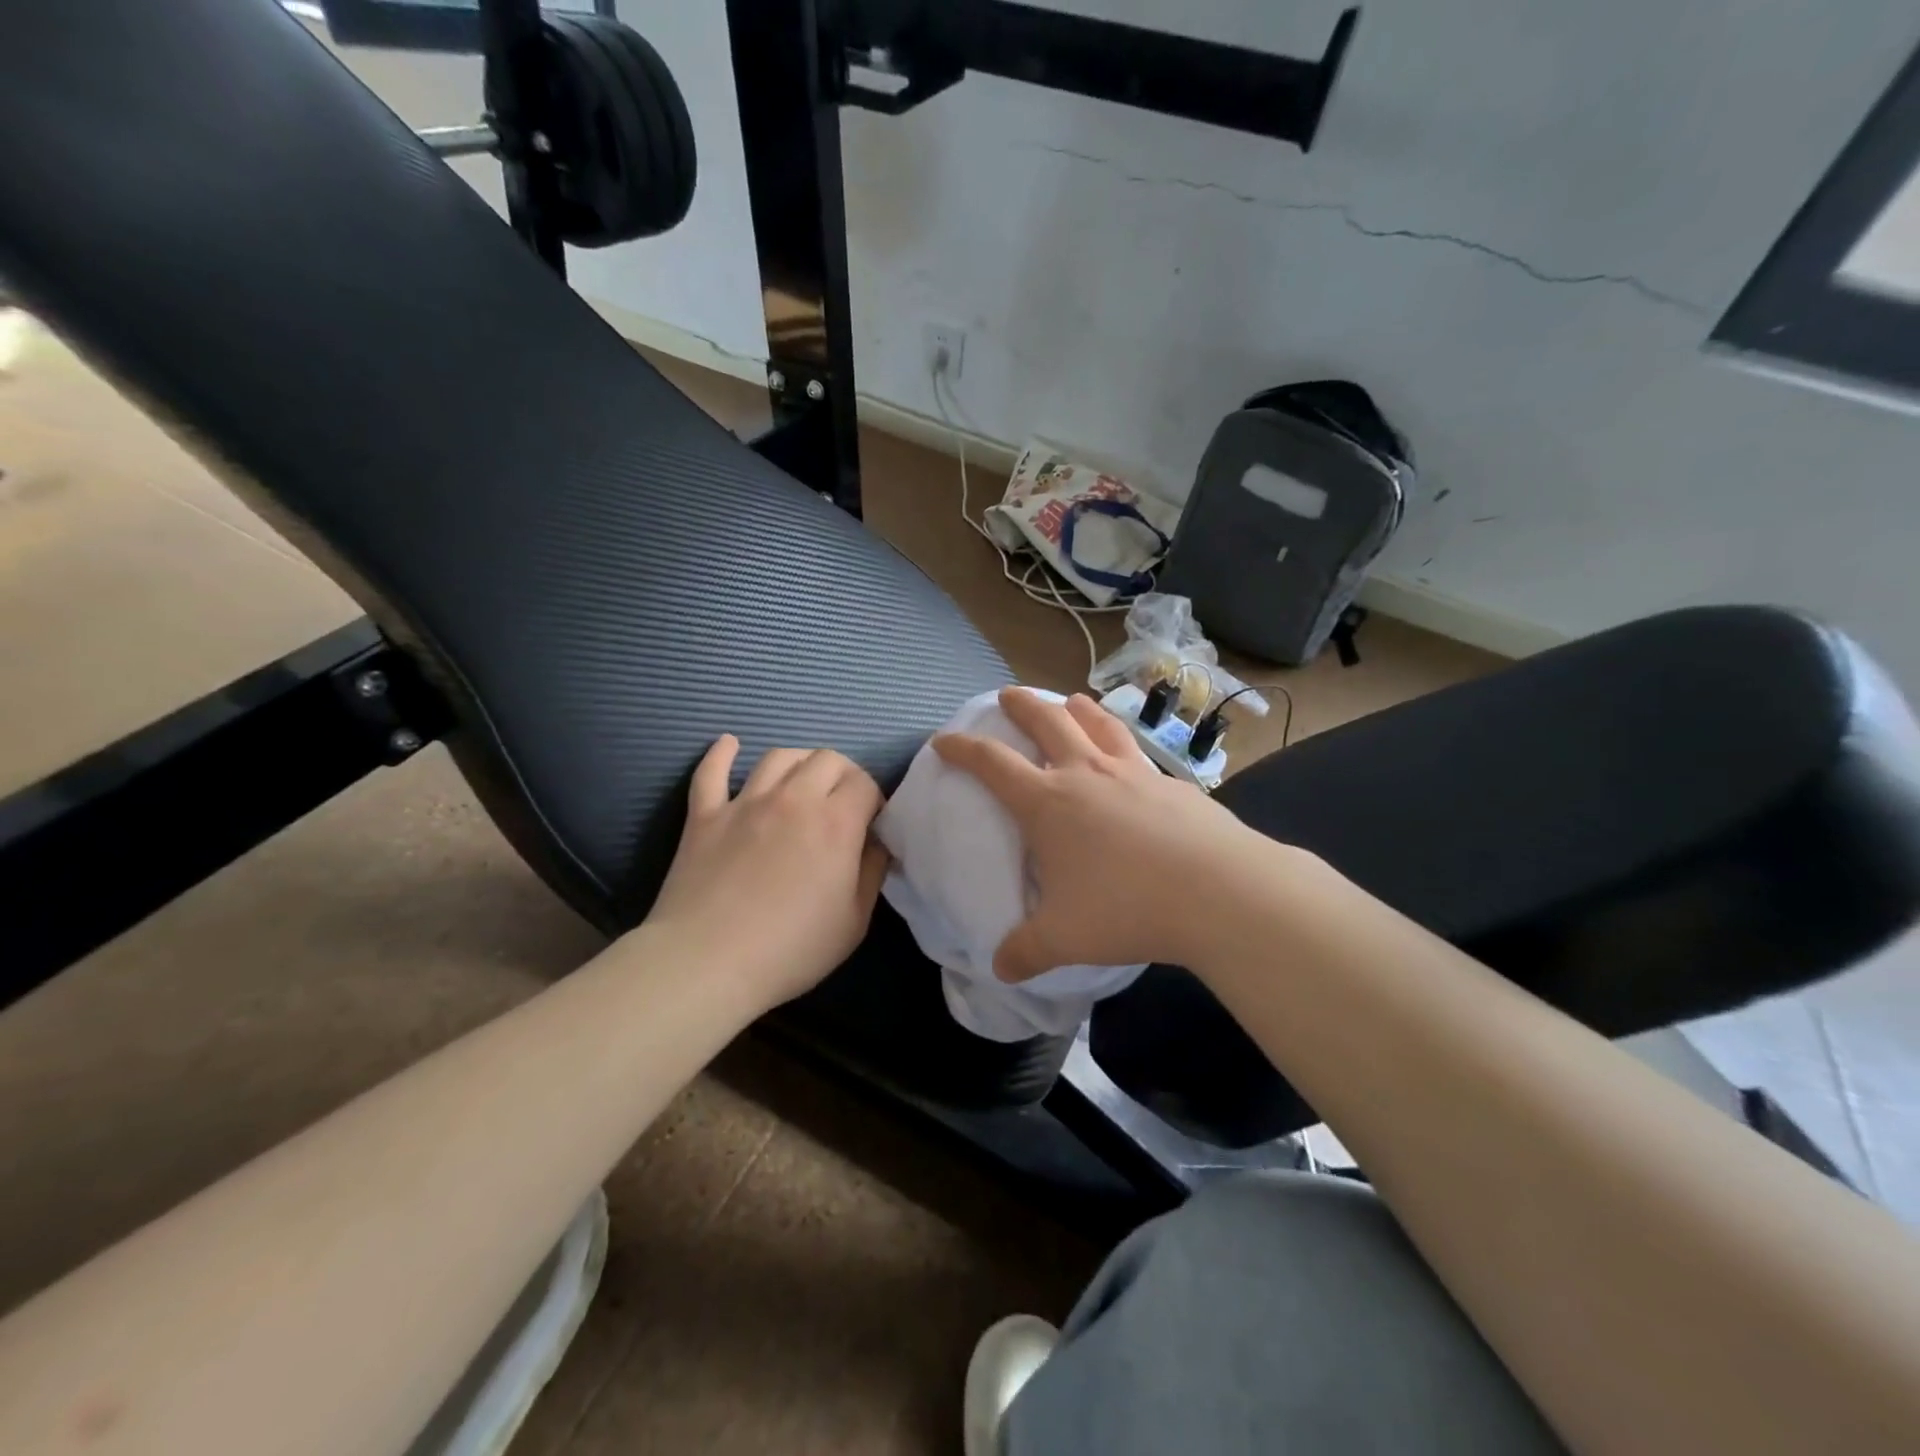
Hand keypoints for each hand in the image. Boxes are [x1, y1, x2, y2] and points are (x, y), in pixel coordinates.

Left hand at [645, 736, 889, 1010]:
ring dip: (798, 762)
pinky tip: (729, 744)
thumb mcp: (854, 921)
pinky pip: (711, 772)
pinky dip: (721, 753)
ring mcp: (744, 802)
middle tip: (841, 804)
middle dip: (843, 775)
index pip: (865, 783)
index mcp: (836, 822)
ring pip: (778, 756)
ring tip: (801, 781)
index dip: (874, 799)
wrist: (707, 963)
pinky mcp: (704, 815)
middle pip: (827, 758)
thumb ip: (872, 872)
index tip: (870, 824)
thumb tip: (878, 843)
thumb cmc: (791, 949)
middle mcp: (793, 798)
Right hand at [933, 688, 1279, 980]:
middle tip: (1008, 694)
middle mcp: (1086, 774)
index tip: (944, 739)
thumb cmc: (1126, 907)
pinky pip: (1140, 755)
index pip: (992, 763)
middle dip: (1022, 704)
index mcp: (1048, 803)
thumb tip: (1001, 969)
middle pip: (1047, 721)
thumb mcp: (1064, 938)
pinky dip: (1125, 747)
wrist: (1219, 891)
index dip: (962, 748)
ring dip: (1078, 709)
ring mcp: (1134, 773)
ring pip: (1098, 724)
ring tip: (1072, 702)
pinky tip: (1133, 764)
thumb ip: (1026, 951)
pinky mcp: (1173, 784)